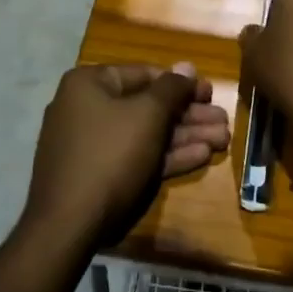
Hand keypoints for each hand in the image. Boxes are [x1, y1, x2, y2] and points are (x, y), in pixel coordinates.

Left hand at [25, 62, 229, 246]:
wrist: (69, 224)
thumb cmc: (110, 154)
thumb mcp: (147, 115)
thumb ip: (172, 89)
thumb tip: (187, 67)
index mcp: (89, 84)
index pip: (144, 74)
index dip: (181, 83)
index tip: (210, 93)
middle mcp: (86, 109)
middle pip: (147, 106)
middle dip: (189, 115)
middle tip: (223, 121)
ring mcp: (91, 145)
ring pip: (145, 134)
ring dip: (185, 136)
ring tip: (223, 140)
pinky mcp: (98, 175)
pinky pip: (136, 157)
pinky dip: (166, 156)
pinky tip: (201, 157)